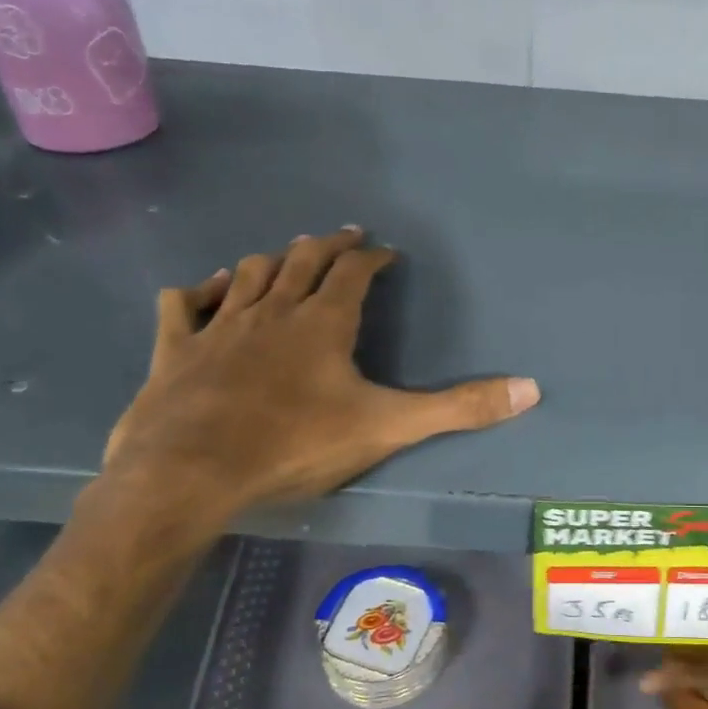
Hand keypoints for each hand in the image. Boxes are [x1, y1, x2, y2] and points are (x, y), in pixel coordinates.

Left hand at [103, 228, 539, 525]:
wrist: (192, 472)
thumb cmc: (295, 444)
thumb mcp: (388, 427)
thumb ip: (459, 408)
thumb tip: (531, 389)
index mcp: (323, 322)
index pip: (354, 273)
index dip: (373, 259)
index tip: (387, 254)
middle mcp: (273, 310)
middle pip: (302, 260)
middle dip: (328, 245)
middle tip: (345, 237)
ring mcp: (220, 325)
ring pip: (250, 273)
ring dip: (274, 260)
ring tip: (289, 257)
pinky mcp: (177, 348)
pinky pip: (186, 303)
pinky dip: (202, 290)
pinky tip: (210, 289)